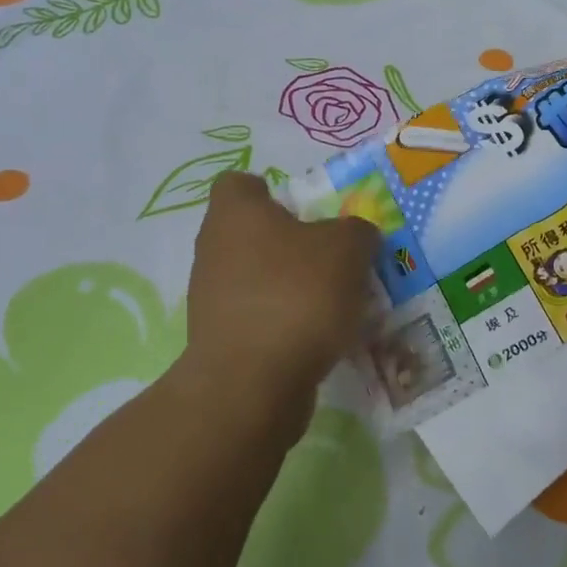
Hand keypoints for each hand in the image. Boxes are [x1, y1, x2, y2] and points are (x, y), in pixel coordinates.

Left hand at [179, 171, 380, 441]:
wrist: (253, 383)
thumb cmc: (297, 295)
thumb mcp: (347, 249)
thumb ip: (356, 231)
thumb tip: (355, 235)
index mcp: (235, 213)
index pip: (240, 184)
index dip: (272, 191)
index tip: (306, 212)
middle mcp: (213, 248)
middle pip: (253, 233)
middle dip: (292, 244)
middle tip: (333, 258)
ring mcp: (210, 297)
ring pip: (257, 278)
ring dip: (290, 287)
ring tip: (334, 303)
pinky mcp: (219, 340)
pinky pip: (258, 318)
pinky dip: (284, 324)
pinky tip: (317, 339)